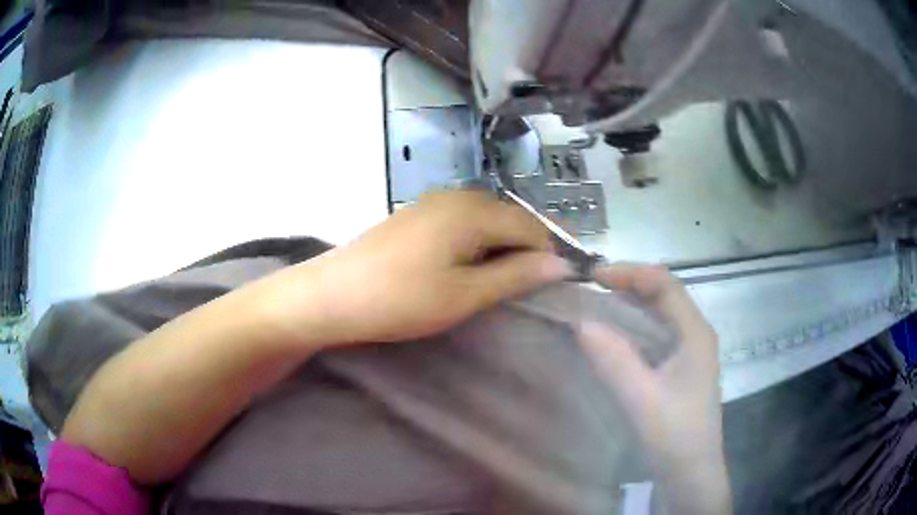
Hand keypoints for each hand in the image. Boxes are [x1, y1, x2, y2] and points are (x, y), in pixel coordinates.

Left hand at [267, 190, 571, 345]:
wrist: (332, 295)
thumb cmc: (401, 299)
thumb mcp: (465, 294)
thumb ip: (516, 276)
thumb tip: (560, 265)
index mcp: (473, 210)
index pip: (531, 225)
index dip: (549, 253)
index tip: (556, 285)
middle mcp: (457, 196)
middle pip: (510, 217)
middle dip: (526, 249)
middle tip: (529, 287)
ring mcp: (433, 202)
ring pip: (487, 219)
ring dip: (503, 246)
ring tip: (503, 282)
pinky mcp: (417, 214)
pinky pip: (464, 221)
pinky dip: (478, 243)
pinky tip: (471, 266)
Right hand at [577, 263, 730, 513]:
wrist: (691, 472)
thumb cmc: (674, 435)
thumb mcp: (642, 399)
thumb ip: (613, 360)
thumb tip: (580, 322)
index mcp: (695, 333)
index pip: (665, 284)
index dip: (630, 273)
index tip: (592, 277)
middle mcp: (695, 334)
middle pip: (662, 295)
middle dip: (626, 286)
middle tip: (587, 289)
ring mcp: (688, 351)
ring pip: (657, 315)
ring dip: (627, 306)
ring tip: (593, 306)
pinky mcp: (678, 368)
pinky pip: (653, 336)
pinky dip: (630, 329)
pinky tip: (610, 337)